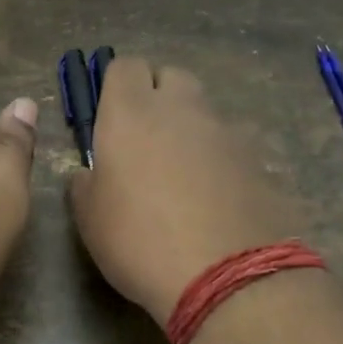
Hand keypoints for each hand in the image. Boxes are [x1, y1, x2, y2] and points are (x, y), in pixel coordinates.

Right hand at [69, 57, 301, 322]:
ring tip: (181, 176)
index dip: (115, 87)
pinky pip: (230, 145)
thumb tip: (90, 172)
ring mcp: (226, 131)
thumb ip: (84, 182)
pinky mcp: (258, 159)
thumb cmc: (139, 241)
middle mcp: (182, 109)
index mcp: (131, 112)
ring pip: (203, 111)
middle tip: (145, 142)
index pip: (124, 66)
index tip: (110, 119)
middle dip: (157, 97)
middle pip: (171, 77)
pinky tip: (213, 199)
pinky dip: (218, 159)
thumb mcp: (89, 218)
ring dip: (189, 129)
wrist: (227, 277)